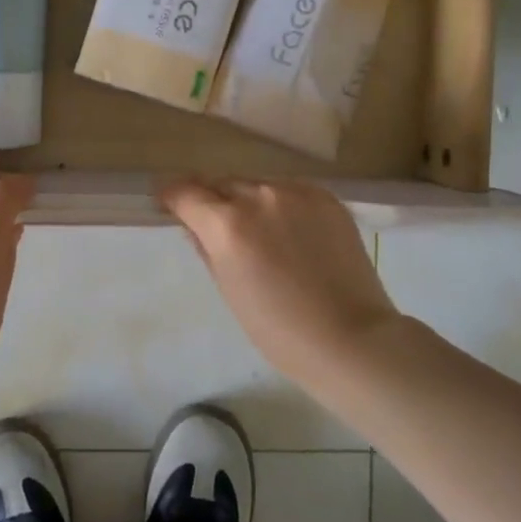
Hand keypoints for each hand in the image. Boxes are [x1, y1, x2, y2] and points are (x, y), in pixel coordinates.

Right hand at [157, 178, 400, 379]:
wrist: (350, 337)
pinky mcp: (326, 197)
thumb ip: (207, 248)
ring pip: (257, 186)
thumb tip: (195, 226)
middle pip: (222, 184)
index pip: (185, 192)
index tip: (170, 204)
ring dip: (249, 201)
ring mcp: (296, 193)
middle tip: (218, 226)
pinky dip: (282, 205)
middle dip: (213, 201)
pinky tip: (292, 232)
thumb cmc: (278, 328)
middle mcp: (259, 197)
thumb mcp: (229, 290)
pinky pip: (290, 191)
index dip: (173, 197)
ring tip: (262, 233)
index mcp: (227, 224)